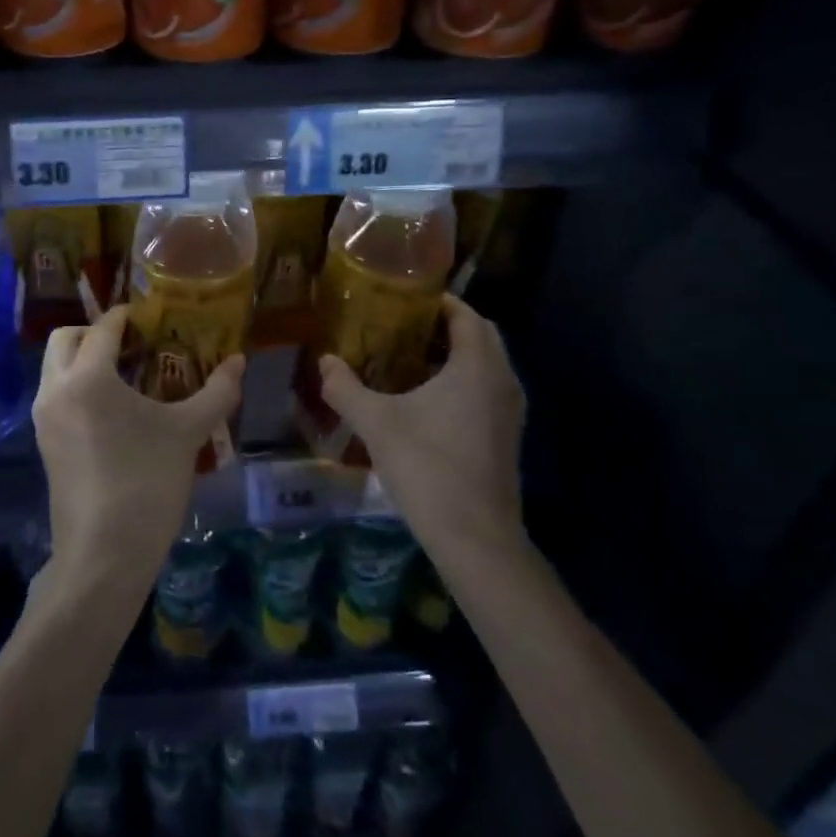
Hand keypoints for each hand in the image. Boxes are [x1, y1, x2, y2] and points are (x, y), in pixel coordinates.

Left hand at [32, 306, 245, 589]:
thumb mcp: (187, 433)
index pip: (103, 328)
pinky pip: (55, 395)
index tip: (149, 316)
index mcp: (88, 378)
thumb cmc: (147, 484)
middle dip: (94, 332)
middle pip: (65, 339)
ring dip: (83, 359)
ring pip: (55, 368)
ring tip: (126, 375)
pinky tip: (112, 409)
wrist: (103, 556)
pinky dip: (77, 386)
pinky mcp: (44, 444)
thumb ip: (215, 392)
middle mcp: (56, 390)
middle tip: (132, 343)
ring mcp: (44, 419)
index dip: (126, 317)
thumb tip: (239, 361)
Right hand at [318, 295, 527, 559]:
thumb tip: (325, 361)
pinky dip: (464, 380)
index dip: (438, 301)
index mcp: (477, 366)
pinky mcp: (507, 436)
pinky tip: (428, 399)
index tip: (404, 297)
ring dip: (456, 353)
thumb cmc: (428, 467)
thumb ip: (346, 387)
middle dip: (446, 324)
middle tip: (403, 325)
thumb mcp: (376, 423)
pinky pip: (488, 389)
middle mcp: (502, 381)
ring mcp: (510, 411)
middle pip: (480, 335)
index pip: (465, 314)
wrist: (476, 538)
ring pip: (486, 364)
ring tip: (410, 357)